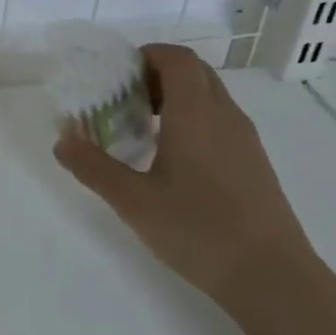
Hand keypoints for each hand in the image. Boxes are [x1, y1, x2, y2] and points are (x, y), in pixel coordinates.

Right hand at [54, 43, 313, 306]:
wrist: (273, 278)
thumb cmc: (198, 230)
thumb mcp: (133, 201)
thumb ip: (93, 167)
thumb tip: (62, 140)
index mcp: (196, 112)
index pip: (176, 58)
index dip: (146, 56)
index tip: (118, 77)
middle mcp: (224, 114)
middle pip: (193, 71)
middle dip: (158, 75)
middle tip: (126, 100)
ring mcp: (245, 138)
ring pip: (210, 96)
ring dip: (177, 98)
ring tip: (145, 130)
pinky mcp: (255, 163)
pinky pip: (221, 121)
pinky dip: (195, 121)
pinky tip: (175, 161)